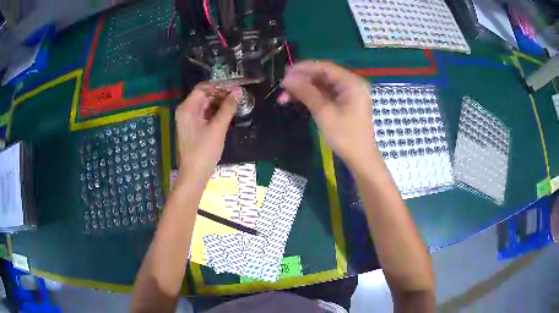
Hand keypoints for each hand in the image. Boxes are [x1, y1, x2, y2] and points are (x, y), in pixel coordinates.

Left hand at [175, 83, 238, 183]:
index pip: (203, 88)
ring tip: (235, 106)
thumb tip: (239, 91)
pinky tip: (227, 115)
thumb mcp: (218, 128)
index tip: (235, 90)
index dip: (219, 87)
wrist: (194, 175)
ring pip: (205, 105)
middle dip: (221, 95)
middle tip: (238, 98)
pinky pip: (204, 115)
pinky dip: (215, 113)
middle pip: (204, 96)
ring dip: (219, 104)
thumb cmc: (204, 151)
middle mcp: (185, 111)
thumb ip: (228, 108)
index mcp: (187, 108)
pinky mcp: (193, 128)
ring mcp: (188, 120)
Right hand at [280, 61, 375, 167]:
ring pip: (322, 85)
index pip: (325, 67)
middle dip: (301, 80)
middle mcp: (351, 84)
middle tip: (282, 86)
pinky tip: (296, 100)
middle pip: (323, 75)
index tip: (285, 73)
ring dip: (304, 89)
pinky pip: (326, 94)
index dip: (304, 68)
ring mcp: (348, 94)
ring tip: (284, 96)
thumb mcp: (324, 112)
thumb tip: (287, 79)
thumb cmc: (345, 136)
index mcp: (352, 83)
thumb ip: (306, 92)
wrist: (360, 158)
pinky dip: (311, 96)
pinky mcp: (344, 103)